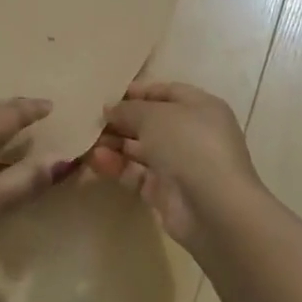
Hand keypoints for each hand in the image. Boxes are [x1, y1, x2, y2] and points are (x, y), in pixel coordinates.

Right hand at [87, 81, 267, 249]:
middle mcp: (192, 134)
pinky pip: (137, 174)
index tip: (107, 95)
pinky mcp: (166, 193)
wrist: (214, 208)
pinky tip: (96, 161)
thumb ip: (128, 109)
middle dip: (120, 121)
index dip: (137, 93)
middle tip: (90, 121)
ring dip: (114, 144)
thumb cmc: (189, 145)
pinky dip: (117, 167)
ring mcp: (180, 165)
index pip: (166, 92)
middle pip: (150, 123)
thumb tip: (110, 109)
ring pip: (141, 150)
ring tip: (88, 142)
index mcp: (200, 108)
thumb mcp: (155, 115)